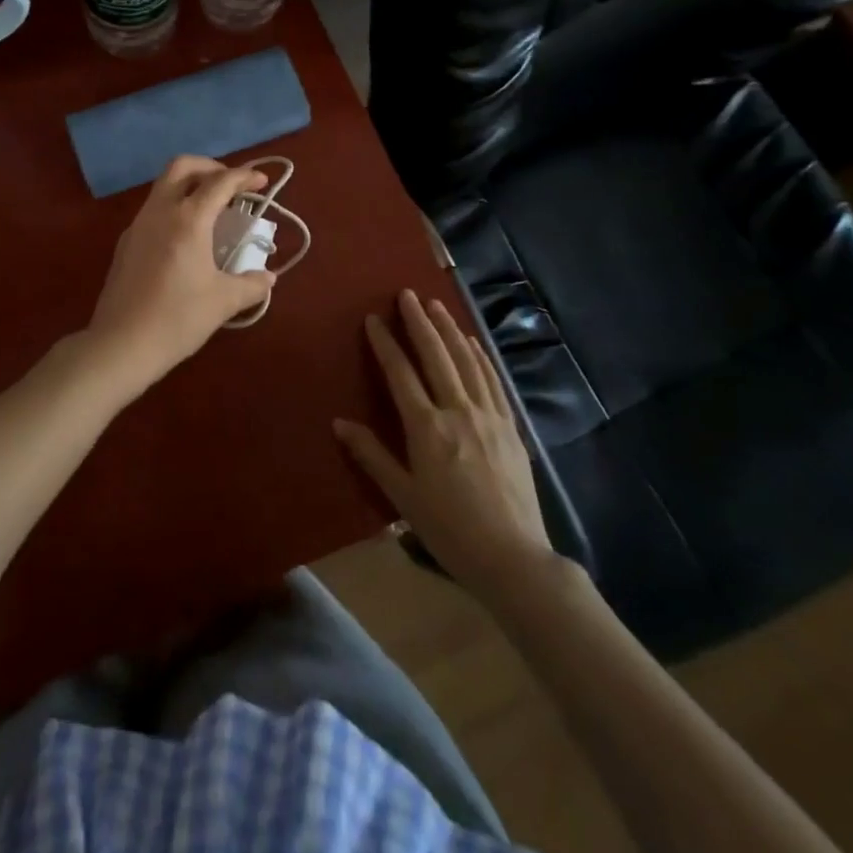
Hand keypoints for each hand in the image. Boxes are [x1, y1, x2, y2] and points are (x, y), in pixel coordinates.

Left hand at [83, 156, 274, 397]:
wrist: (121, 344)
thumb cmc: (178, 319)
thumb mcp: (223, 302)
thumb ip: (251, 284)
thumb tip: (268, 277)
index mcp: (188, 220)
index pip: (219, 182)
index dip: (244, 176)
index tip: (262, 181)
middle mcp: (160, 212)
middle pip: (183, 166)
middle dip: (210, 167)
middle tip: (231, 185)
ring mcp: (138, 225)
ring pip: (163, 186)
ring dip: (190, 186)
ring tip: (212, 210)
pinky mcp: (126, 242)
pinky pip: (153, 209)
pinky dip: (174, 207)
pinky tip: (186, 237)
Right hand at [334, 291, 553, 606]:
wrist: (513, 558)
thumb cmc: (450, 530)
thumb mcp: (403, 497)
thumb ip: (372, 455)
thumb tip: (339, 423)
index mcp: (427, 428)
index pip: (401, 374)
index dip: (386, 344)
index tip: (374, 318)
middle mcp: (458, 412)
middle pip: (436, 356)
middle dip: (419, 322)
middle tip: (407, 294)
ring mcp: (488, 416)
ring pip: (466, 362)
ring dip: (449, 330)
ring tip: (436, 305)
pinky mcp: (510, 426)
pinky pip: (492, 381)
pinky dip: (479, 356)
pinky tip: (472, 343)